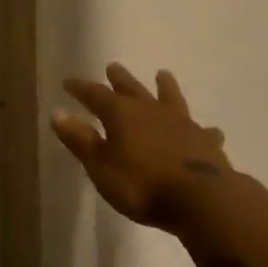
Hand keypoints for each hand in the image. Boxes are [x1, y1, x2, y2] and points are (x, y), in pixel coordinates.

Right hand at [53, 63, 232, 231]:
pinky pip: (203, 131)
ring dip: (165, 87)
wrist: (202, 200)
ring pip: (169, 98)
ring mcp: (181, 124)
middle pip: (131, 88)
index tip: (68, 82)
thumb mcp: (101, 167)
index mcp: (120, 114)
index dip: (80, 88)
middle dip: (119, 79)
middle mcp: (150, 110)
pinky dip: (203, 130)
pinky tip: (210, 130)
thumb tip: (58, 113)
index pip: (94, 94)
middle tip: (112, 66)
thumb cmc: (142, 185)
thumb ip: (80, 140)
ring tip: (163, 74)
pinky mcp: (205, 142)